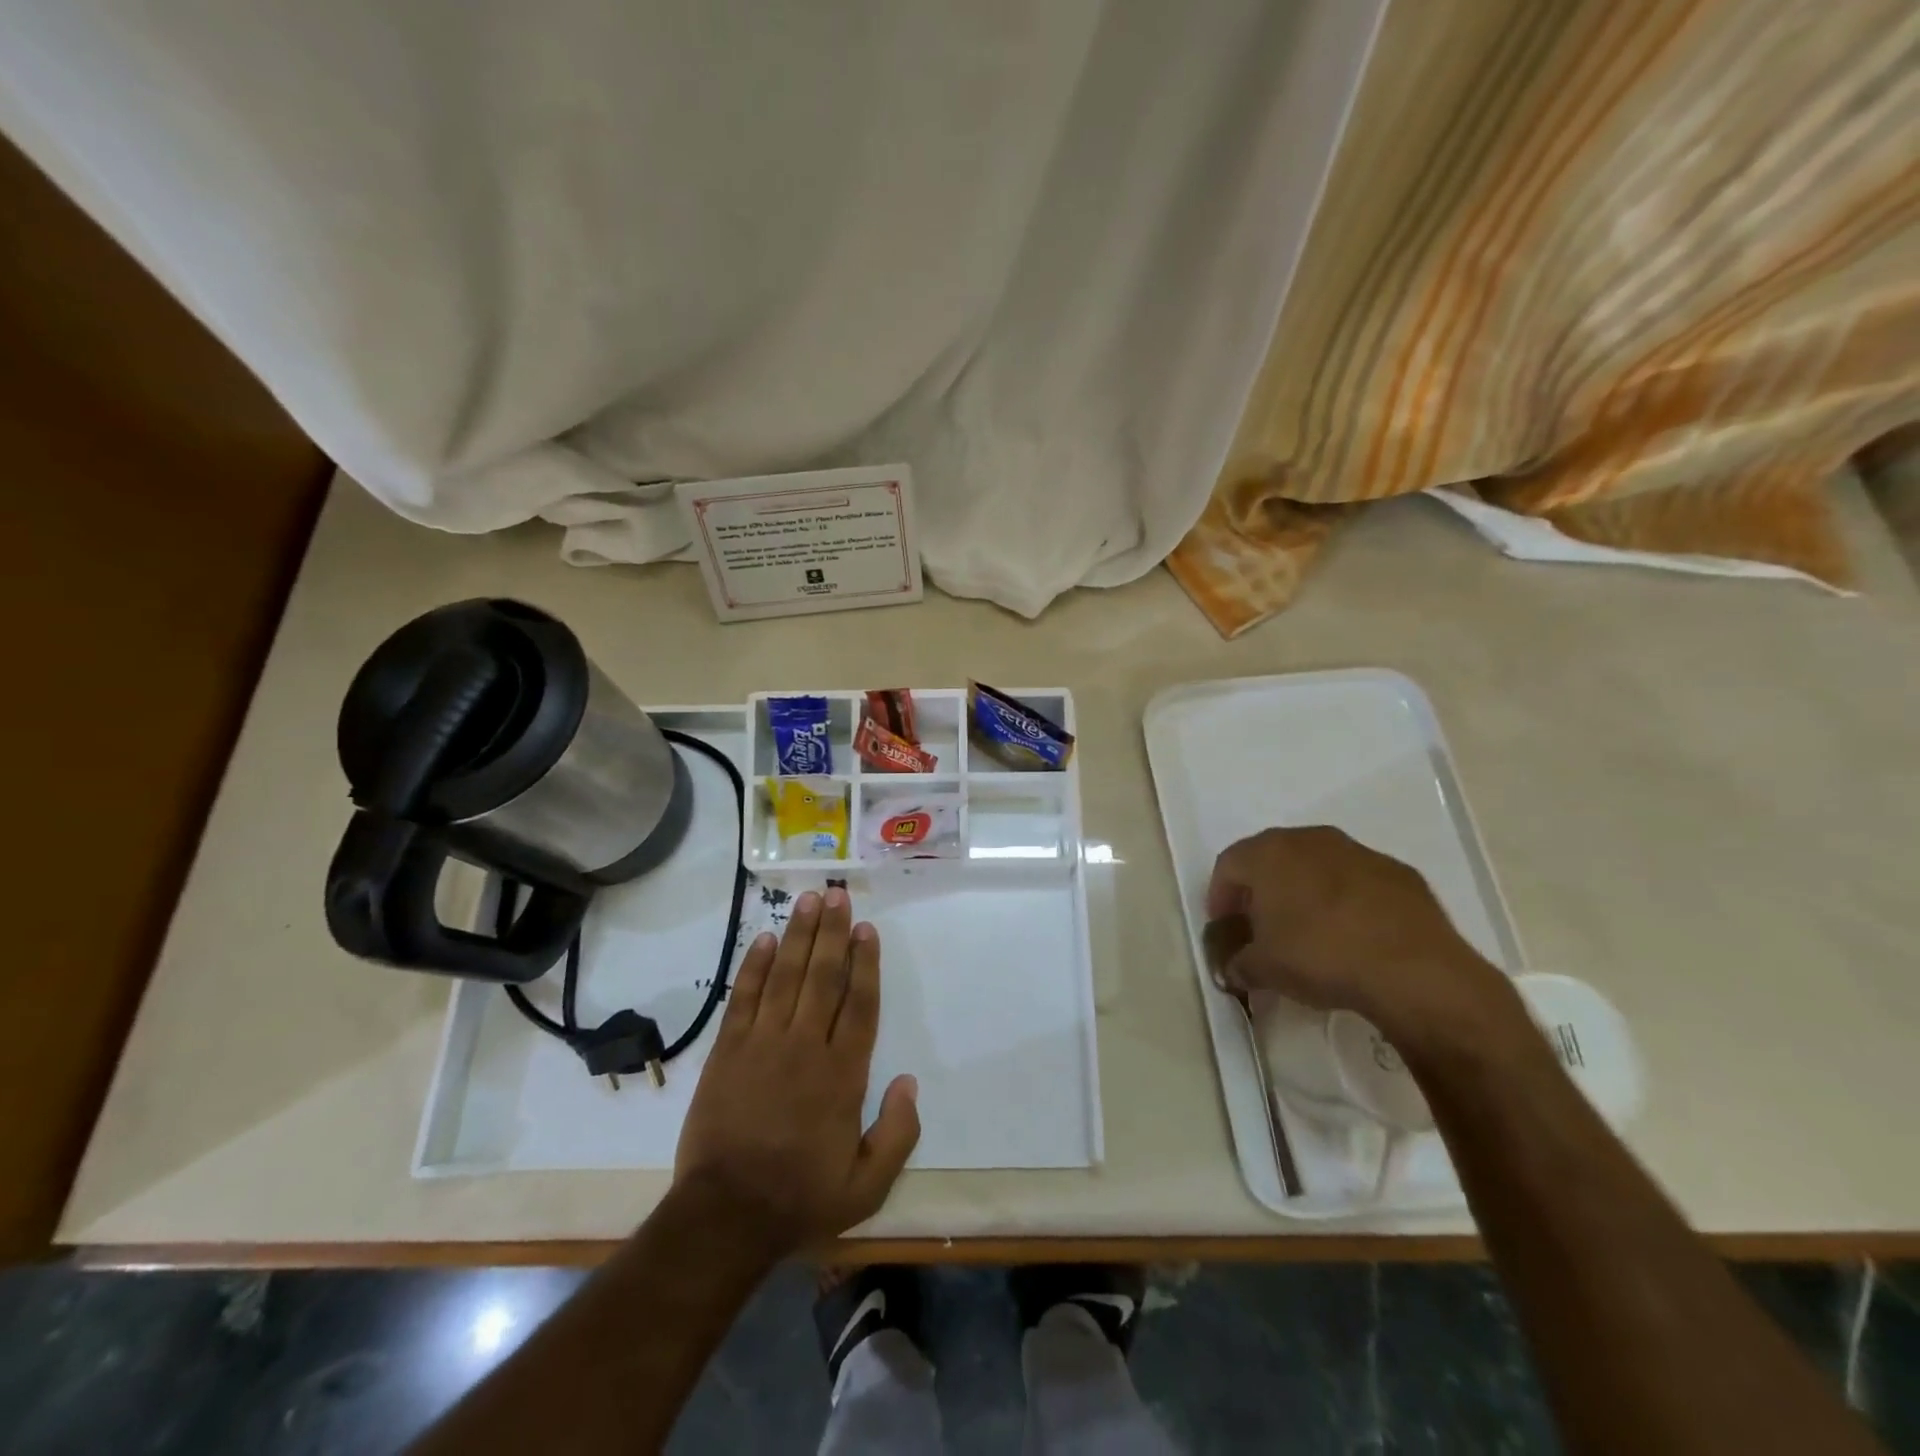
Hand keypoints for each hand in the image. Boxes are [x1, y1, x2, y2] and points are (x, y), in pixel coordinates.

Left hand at [673, 887, 919, 1254]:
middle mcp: (805, 1047)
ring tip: (809, 901)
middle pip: (823, 977)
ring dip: (800, 936)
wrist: (724, 1216)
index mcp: (842, 1074)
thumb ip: (897, 1134)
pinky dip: (756, 966)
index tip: (867, 929)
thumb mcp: (867, 1186)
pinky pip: (745, 998)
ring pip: (787, 976)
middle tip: (838, 895)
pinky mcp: (728, 1051)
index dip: (865, 963)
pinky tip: (766, 939)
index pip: (859, 1004)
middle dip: (833, 933)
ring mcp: (763, 1044)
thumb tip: (909, 1082)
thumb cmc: (801, 1198)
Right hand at [1205, 826, 1515, 1048]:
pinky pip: (1357, 882)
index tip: (1224, 927)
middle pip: (1272, 858)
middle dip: (1261, 890)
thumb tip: (1234, 968)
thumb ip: (1238, 963)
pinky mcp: (1400, 873)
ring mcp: (1359, 852)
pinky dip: (1346, 901)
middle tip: (1260, 926)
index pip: (1228, 865)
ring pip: (1317, 865)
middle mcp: (1311, 840)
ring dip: (1305, 891)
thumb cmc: (1321, 956)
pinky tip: (1353, 936)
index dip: (1219, 897)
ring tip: (1308, 932)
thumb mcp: (1263, 969)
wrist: (1414, 971)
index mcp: (1270, 852)